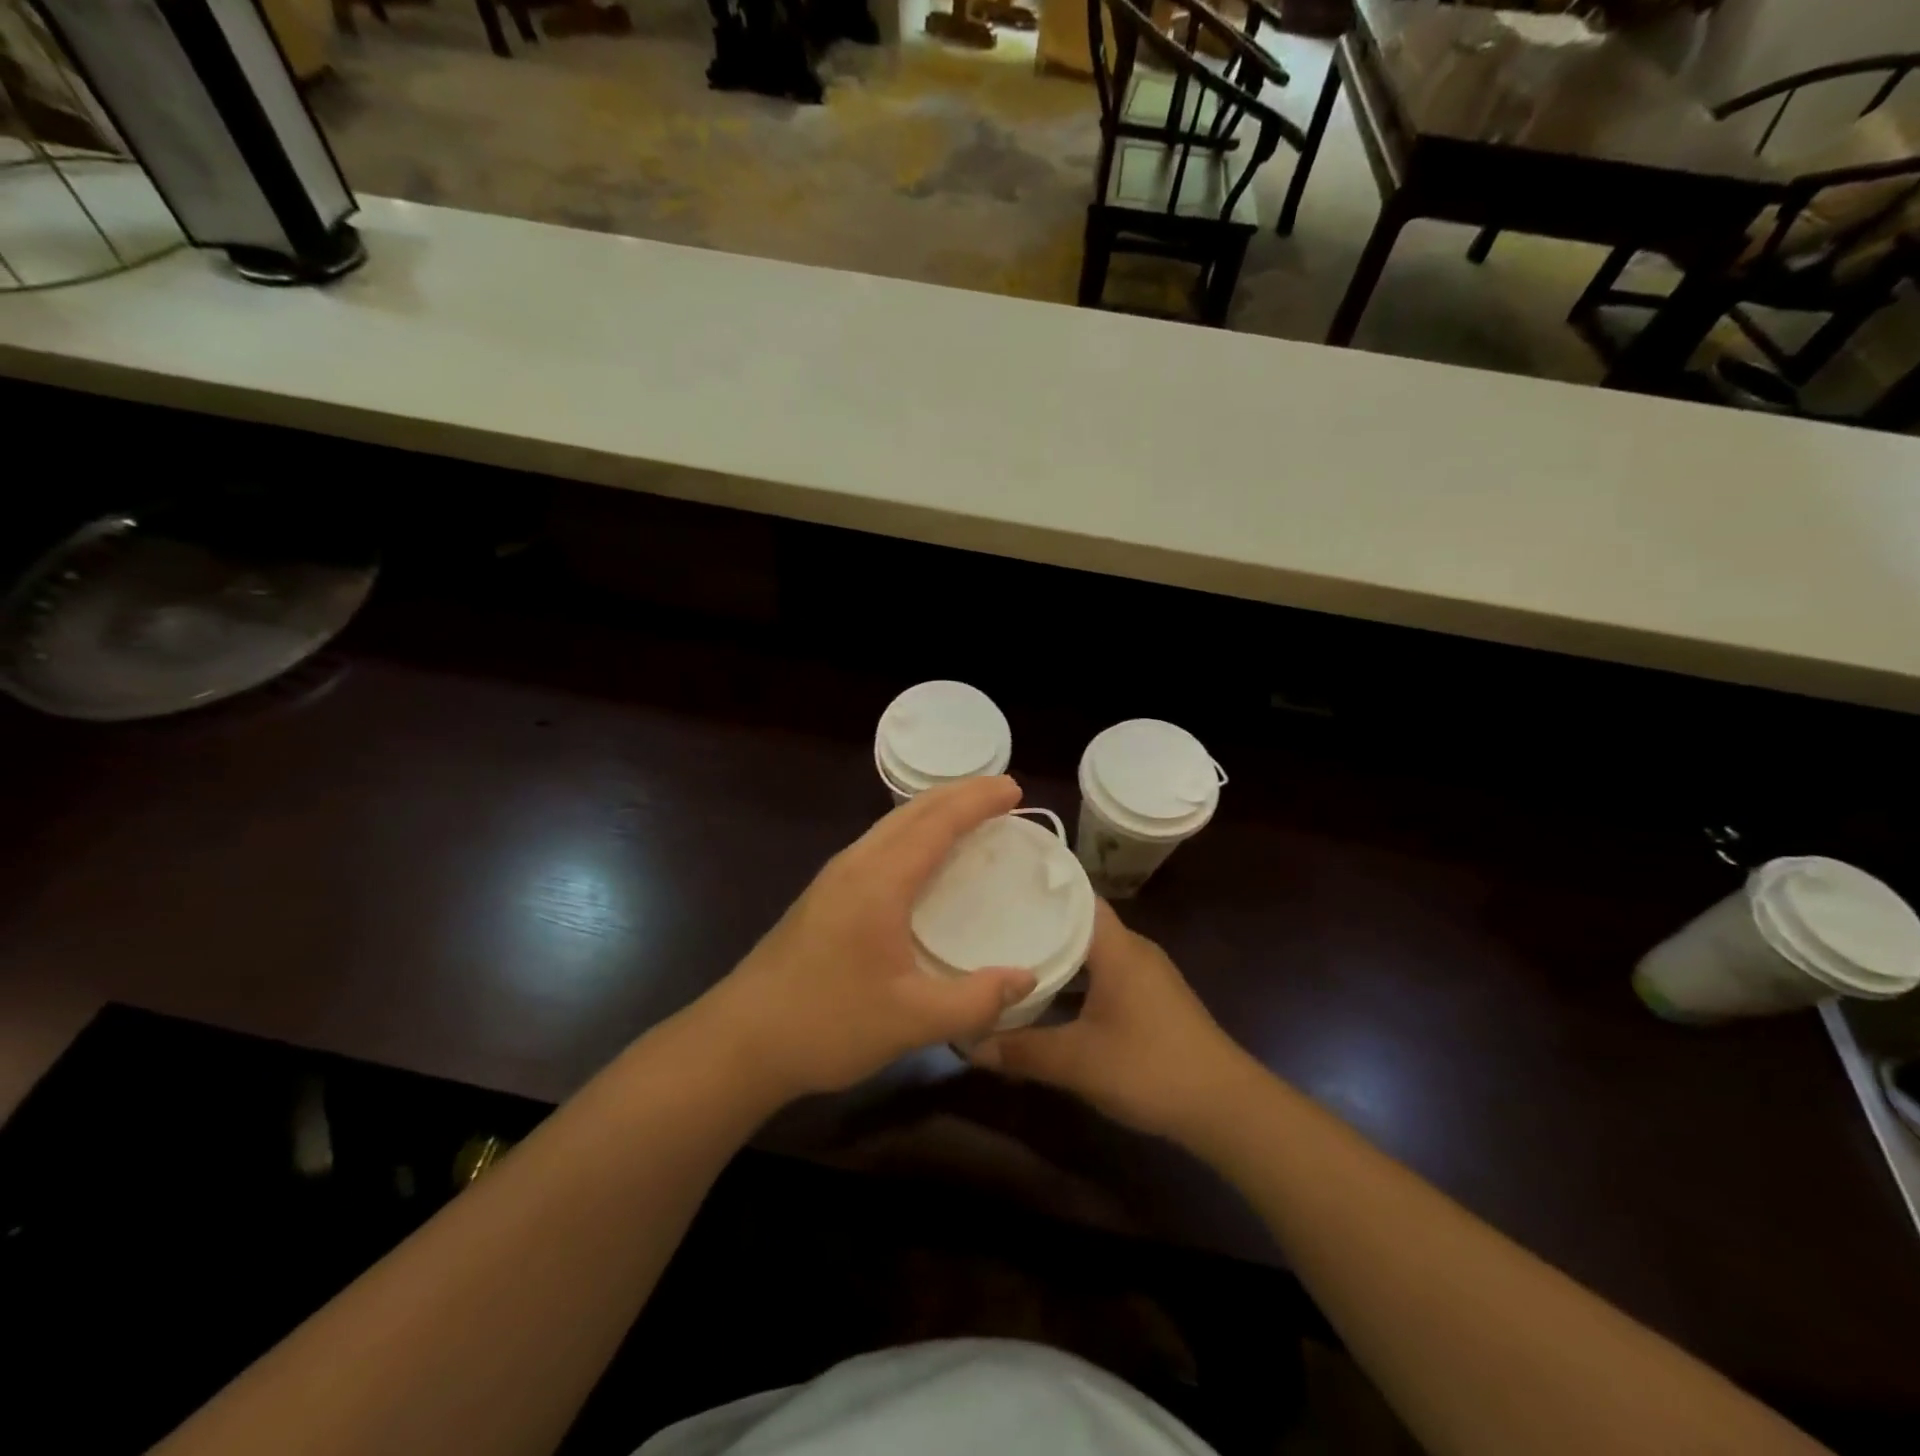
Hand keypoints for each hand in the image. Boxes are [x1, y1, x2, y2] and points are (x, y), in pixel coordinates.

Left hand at [698, 777, 1037, 1100]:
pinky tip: (922, 857)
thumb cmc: (826, 1024)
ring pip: (891, 825)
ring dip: (933, 810)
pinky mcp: (824, 895)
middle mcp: (855, 865)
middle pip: (912, 811)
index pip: (936, 823)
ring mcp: (835, 878)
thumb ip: (975, 1001)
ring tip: (969, 813)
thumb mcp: (910, 1021)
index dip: (977, 801)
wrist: (739, 1041)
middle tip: (1002, 792)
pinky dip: (913, 832)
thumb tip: (1028, 979)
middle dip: (959, 793)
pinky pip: (879, 843)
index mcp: (878, 881)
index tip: (1015, 789)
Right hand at [969, 900, 1260, 1138]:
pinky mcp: (1152, 998)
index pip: (1076, 895)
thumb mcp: (1078, 1062)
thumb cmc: (1150, 1067)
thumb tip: (970, 1044)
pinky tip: (1050, 995)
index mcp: (1116, 947)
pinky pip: (1104, 971)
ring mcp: (1146, 974)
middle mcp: (1133, 949)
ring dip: (1058, 953)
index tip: (999, 886)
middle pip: (1080, 920)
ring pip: (1092, 950)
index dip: (1039, 888)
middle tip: (991, 921)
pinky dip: (1076, 976)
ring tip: (1010, 955)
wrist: (1225, 1107)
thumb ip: (1022, 1050)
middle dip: (1038, 921)